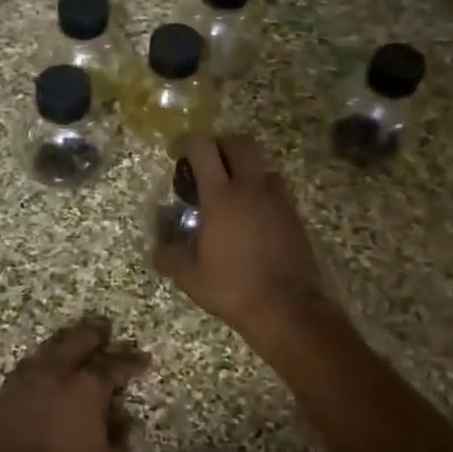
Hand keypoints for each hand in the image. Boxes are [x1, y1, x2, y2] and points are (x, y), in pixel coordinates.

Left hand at [0, 317, 149, 451]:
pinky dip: (47, 359)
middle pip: (81, 339)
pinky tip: (51, 366)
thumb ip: (120, 435)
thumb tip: (123, 417)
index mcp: (89, 385)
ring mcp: (31, 374)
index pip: (117, 364)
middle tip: (107, 332)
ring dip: (69, 341)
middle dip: (97, 334)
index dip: (133, 361)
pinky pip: (34, 361)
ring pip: (54, 345)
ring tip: (78, 343)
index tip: (143, 359)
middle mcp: (60, 370)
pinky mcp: (10, 386)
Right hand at [153, 134, 339, 346]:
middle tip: (206, 165)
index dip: (187, 143)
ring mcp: (278, 200)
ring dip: (245, 168)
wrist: (287, 308)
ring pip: (262, 165)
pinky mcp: (294, 215)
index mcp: (221, 197)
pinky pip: (276, 189)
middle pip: (239, 143)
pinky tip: (251, 217)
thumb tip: (158, 250)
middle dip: (220, 145)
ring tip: (231, 193)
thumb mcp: (189, 277)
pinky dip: (261, 191)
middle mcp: (252, 188)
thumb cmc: (232, 288)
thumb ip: (169, 257)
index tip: (177, 154)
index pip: (203, 148)